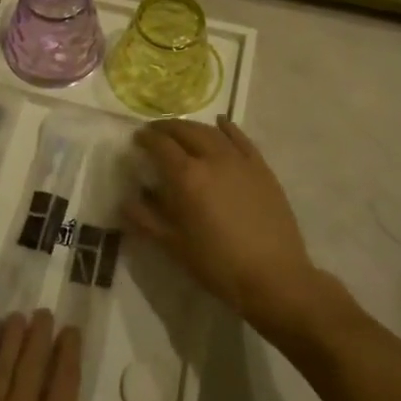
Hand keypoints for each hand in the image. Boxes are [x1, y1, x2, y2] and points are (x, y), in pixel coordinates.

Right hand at [126, 117, 321, 339]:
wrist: (274, 276)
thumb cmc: (218, 264)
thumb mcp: (174, 246)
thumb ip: (146, 219)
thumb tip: (125, 200)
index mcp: (187, 177)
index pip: (160, 145)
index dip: (146, 138)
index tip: (137, 139)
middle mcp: (212, 159)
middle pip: (185, 131)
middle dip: (166, 128)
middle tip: (155, 132)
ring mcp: (240, 161)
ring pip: (211, 132)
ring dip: (192, 127)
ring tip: (182, 131)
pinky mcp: (261, 168)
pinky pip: (241, 139)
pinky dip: (227, 128)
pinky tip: (221, 124)